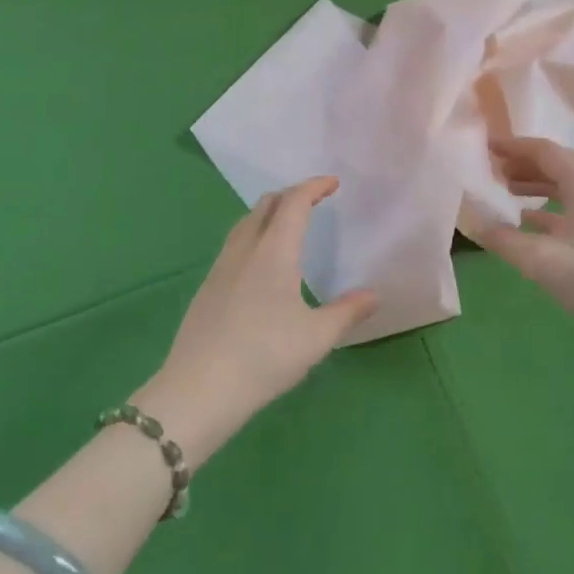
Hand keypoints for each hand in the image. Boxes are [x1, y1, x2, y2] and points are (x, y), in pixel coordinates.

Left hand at [136, 177, 375, 463]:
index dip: (314, 187)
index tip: (332, 183)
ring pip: (245, 224)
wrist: (198, 390)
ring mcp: (221, 268)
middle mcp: (245, 250)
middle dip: (291, 196)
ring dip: (269, 215)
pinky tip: (260, 266)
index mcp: (274, 251)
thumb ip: (347, 312)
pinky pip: (234, 246)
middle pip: (266, 205)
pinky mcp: (207, 289)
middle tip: (313, 203)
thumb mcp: (316, 337)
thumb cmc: (264, 357)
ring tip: (287, 228)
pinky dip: (254, 237)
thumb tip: (374, 295)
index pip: (294, 203)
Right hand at [470, 136, 573, 340]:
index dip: (513, 146)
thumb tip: (472, 223)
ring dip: (537, 186)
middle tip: (491, 170)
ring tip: (507, 192)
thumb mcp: (542, 260)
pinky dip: (552, 208)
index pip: (545, 150)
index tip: (486, 146)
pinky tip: (532, 225)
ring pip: (568, 187)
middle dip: (523, 164)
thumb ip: (503, 240)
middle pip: (558, 164)